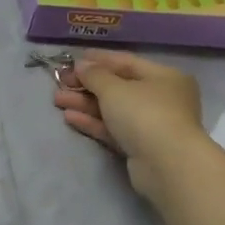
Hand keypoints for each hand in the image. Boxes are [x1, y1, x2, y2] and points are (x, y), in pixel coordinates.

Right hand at [53, 50, 205, 199]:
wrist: (167, 165)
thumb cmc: (144, 113)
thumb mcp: (113, 88)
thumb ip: (94, 74)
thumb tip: (81, 66)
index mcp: (163, 77)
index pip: (125, 62)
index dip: (97, 59)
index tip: (72, 60)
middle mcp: (161, 98)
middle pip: (117, 87)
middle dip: (86, 85)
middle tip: (60, 82)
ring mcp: (152, 124)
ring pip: (113, 109)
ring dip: (85, 103)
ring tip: (57, 100)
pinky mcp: (141, 147)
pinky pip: (113, 129)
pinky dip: (93, 122)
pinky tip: (69, 117)